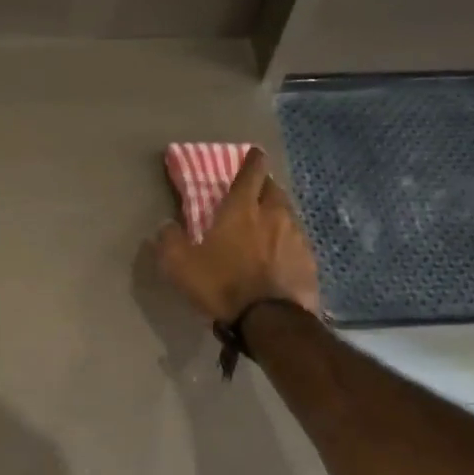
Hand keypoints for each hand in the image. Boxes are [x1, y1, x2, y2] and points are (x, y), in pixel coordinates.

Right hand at [154, 146, 320, 322]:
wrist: (270, 320)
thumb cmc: (222, 285)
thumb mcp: (180, 266)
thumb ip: (169, 241)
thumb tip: (165, 225)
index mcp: (242, 209)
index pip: (250, 173)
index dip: (252, 160)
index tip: (254, 153)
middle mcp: (273, 214)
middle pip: (273, 189)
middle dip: (265, 185)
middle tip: (255, 192)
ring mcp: (295, 237)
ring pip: (288, 214)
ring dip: (277, 213)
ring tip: (267, 225)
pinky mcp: (309, 260)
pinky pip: (297, 241)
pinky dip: (287, 242)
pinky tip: (280, 255)